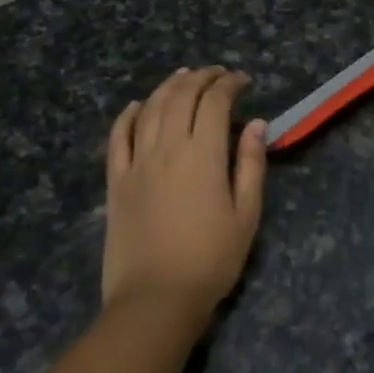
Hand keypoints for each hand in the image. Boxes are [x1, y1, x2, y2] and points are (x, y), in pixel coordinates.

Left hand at [103, 67, 266, 318]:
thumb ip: (250, 165)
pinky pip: (118, 138)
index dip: (229, 84)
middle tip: (217, 74)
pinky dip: (128, 115)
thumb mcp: (246, 215)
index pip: (214, 102)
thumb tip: (257, 124)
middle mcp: (166, 149)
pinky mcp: (116, 182)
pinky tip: (138, 105)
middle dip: (201, 78)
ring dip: (168, 86)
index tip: (243, 80)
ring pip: (150, 109)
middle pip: (181, 97)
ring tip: (184, 76)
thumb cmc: (211, 260)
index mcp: (202, 155)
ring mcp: (136, 163)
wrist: (156, 299)